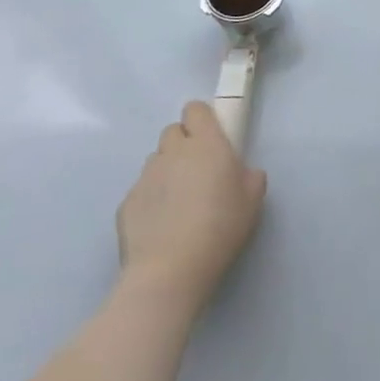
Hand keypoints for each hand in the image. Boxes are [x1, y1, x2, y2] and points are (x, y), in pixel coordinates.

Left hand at [115, 101, 266, 311]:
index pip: (195, 109)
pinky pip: (141, 190)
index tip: (212, 138)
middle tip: (198, 172)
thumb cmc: (220, 228)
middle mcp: (173, 152)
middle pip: (173, 132)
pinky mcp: (126, 203)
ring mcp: (145, 177)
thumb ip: (249, 176)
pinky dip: (151, 199)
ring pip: (156, 161)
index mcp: (206, 144)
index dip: (202, 120)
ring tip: (178, 203)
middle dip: (183, 145)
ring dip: (167, 171)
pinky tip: (161, 226)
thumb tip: (240, 173)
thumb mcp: (253, 200)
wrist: (169, 271)